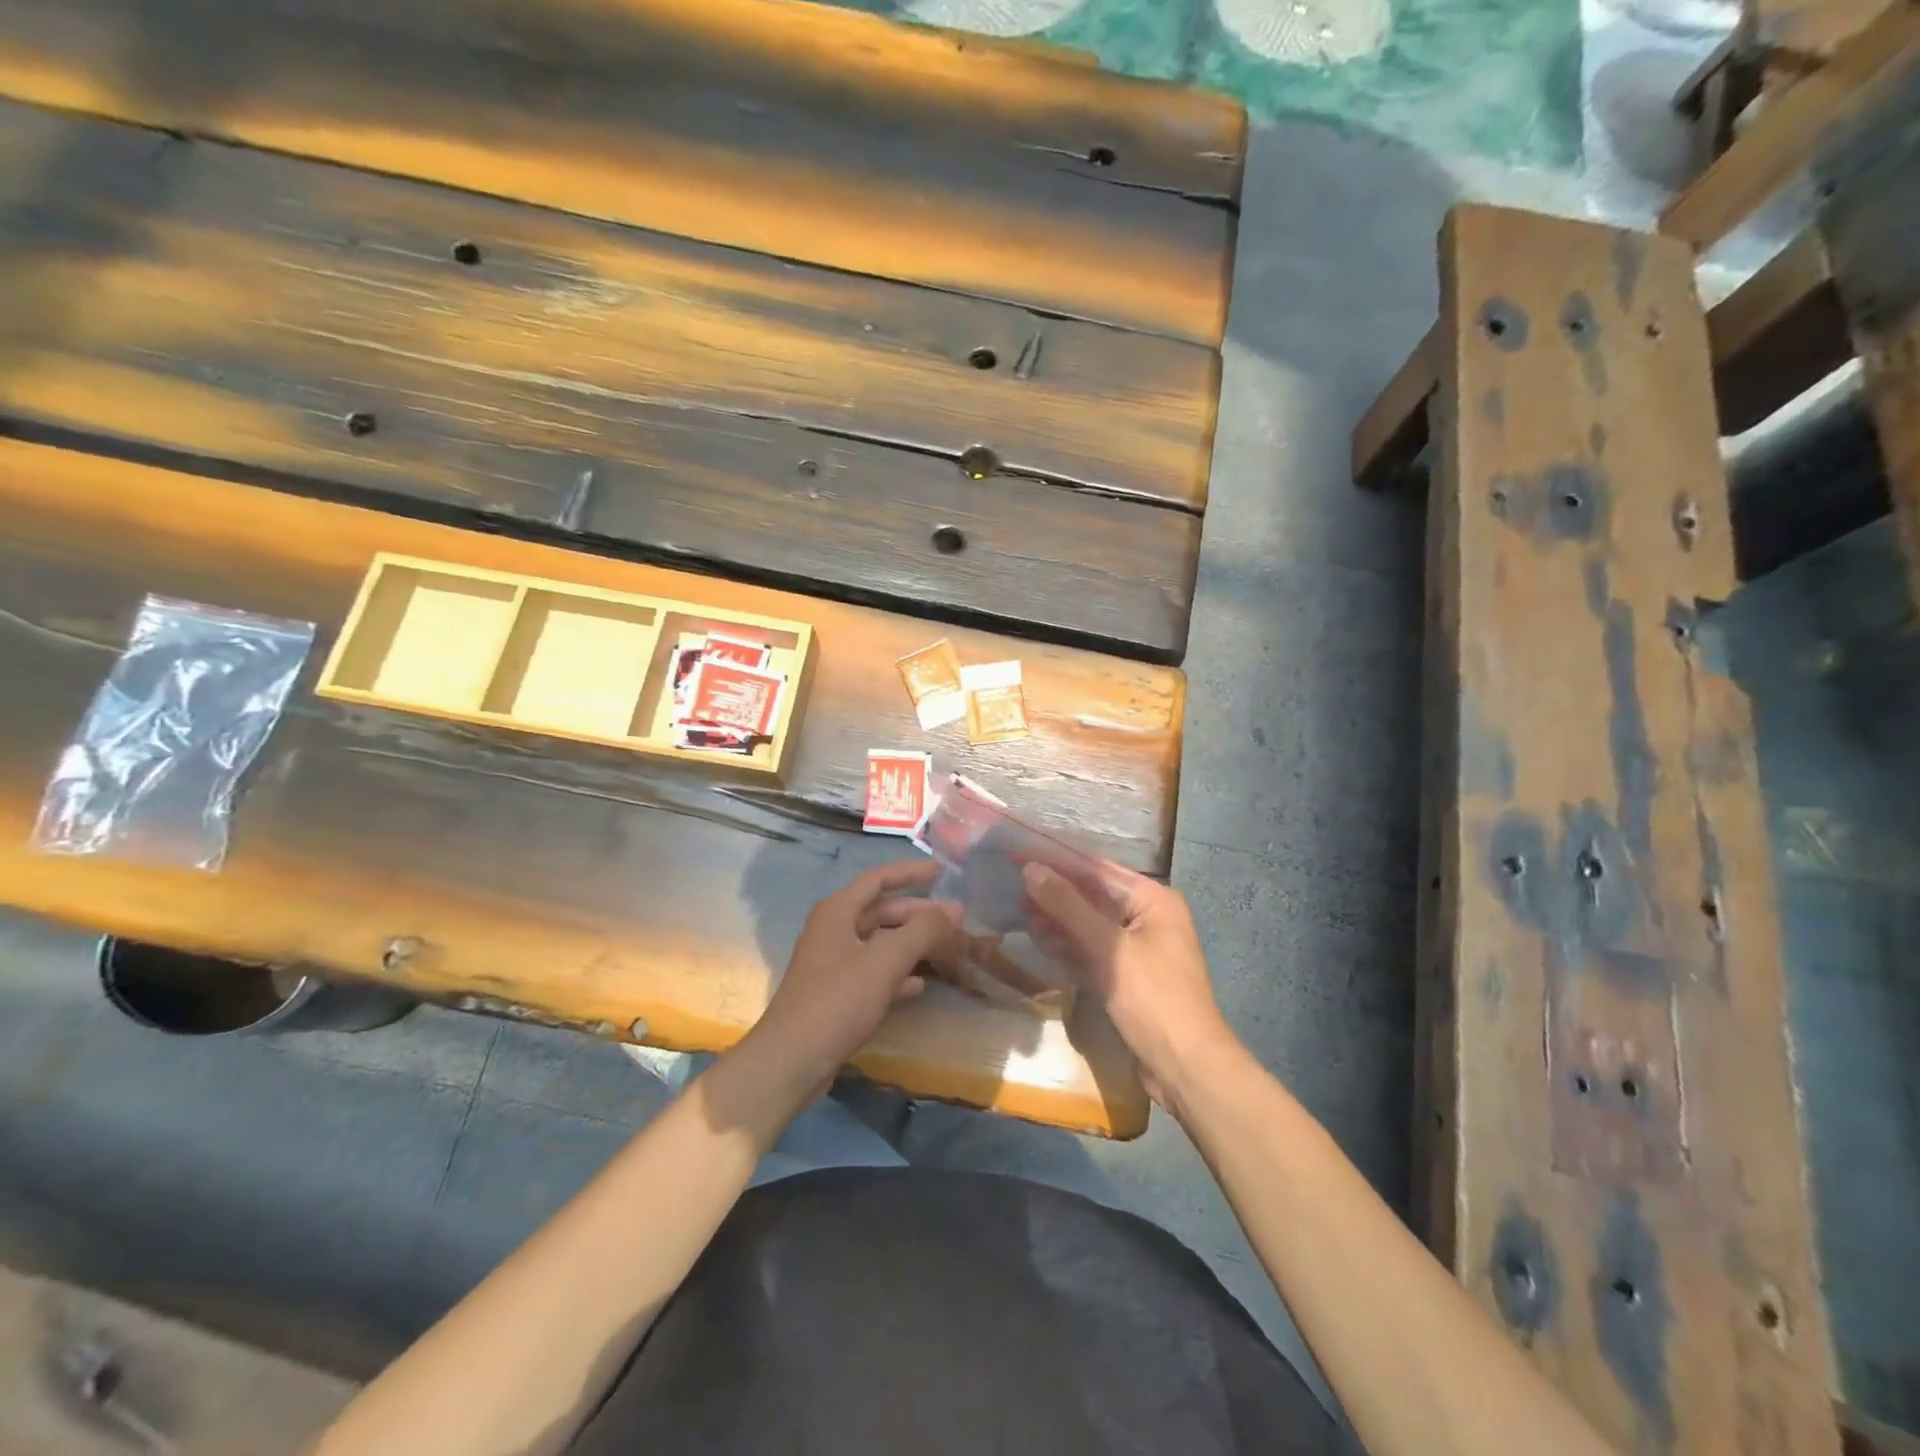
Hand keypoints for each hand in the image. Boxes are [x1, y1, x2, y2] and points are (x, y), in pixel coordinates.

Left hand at [748, 860, 960, 1089]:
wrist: (792, 1060)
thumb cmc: (837, 1000)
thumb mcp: (885, 960)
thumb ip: (923, 930)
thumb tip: (956, 907)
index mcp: (837, 912)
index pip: (877, 879)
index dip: (909, 873)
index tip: (941, 873)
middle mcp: (833, 930)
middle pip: (880, 911)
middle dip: (916, 913)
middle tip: (953, 919)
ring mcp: (833, 964)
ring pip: (879, 943)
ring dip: (910, 943)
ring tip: (945, 948)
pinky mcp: (836, 994)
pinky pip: (873, 973)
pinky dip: (897, 974)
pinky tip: (919, 986)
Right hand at [1022, 860, 1236, 1106]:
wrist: (1187, 1069)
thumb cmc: (1153, 998)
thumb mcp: (1108, 948)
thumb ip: (1068, 906)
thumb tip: (1031, 869)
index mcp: (1152, 899)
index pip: (1096, 869)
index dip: (1055, 861)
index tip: (1016, 855)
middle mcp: (1147, 917)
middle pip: (1092, 895)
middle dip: (1054, 891)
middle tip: (1011, 886)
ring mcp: (1137, 948)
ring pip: (1089, 923)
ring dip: (1057, 918)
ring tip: (1019, 912)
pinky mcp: (1126, 976)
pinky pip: (1092, 950)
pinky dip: (1068, 945)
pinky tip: (1041, 941)